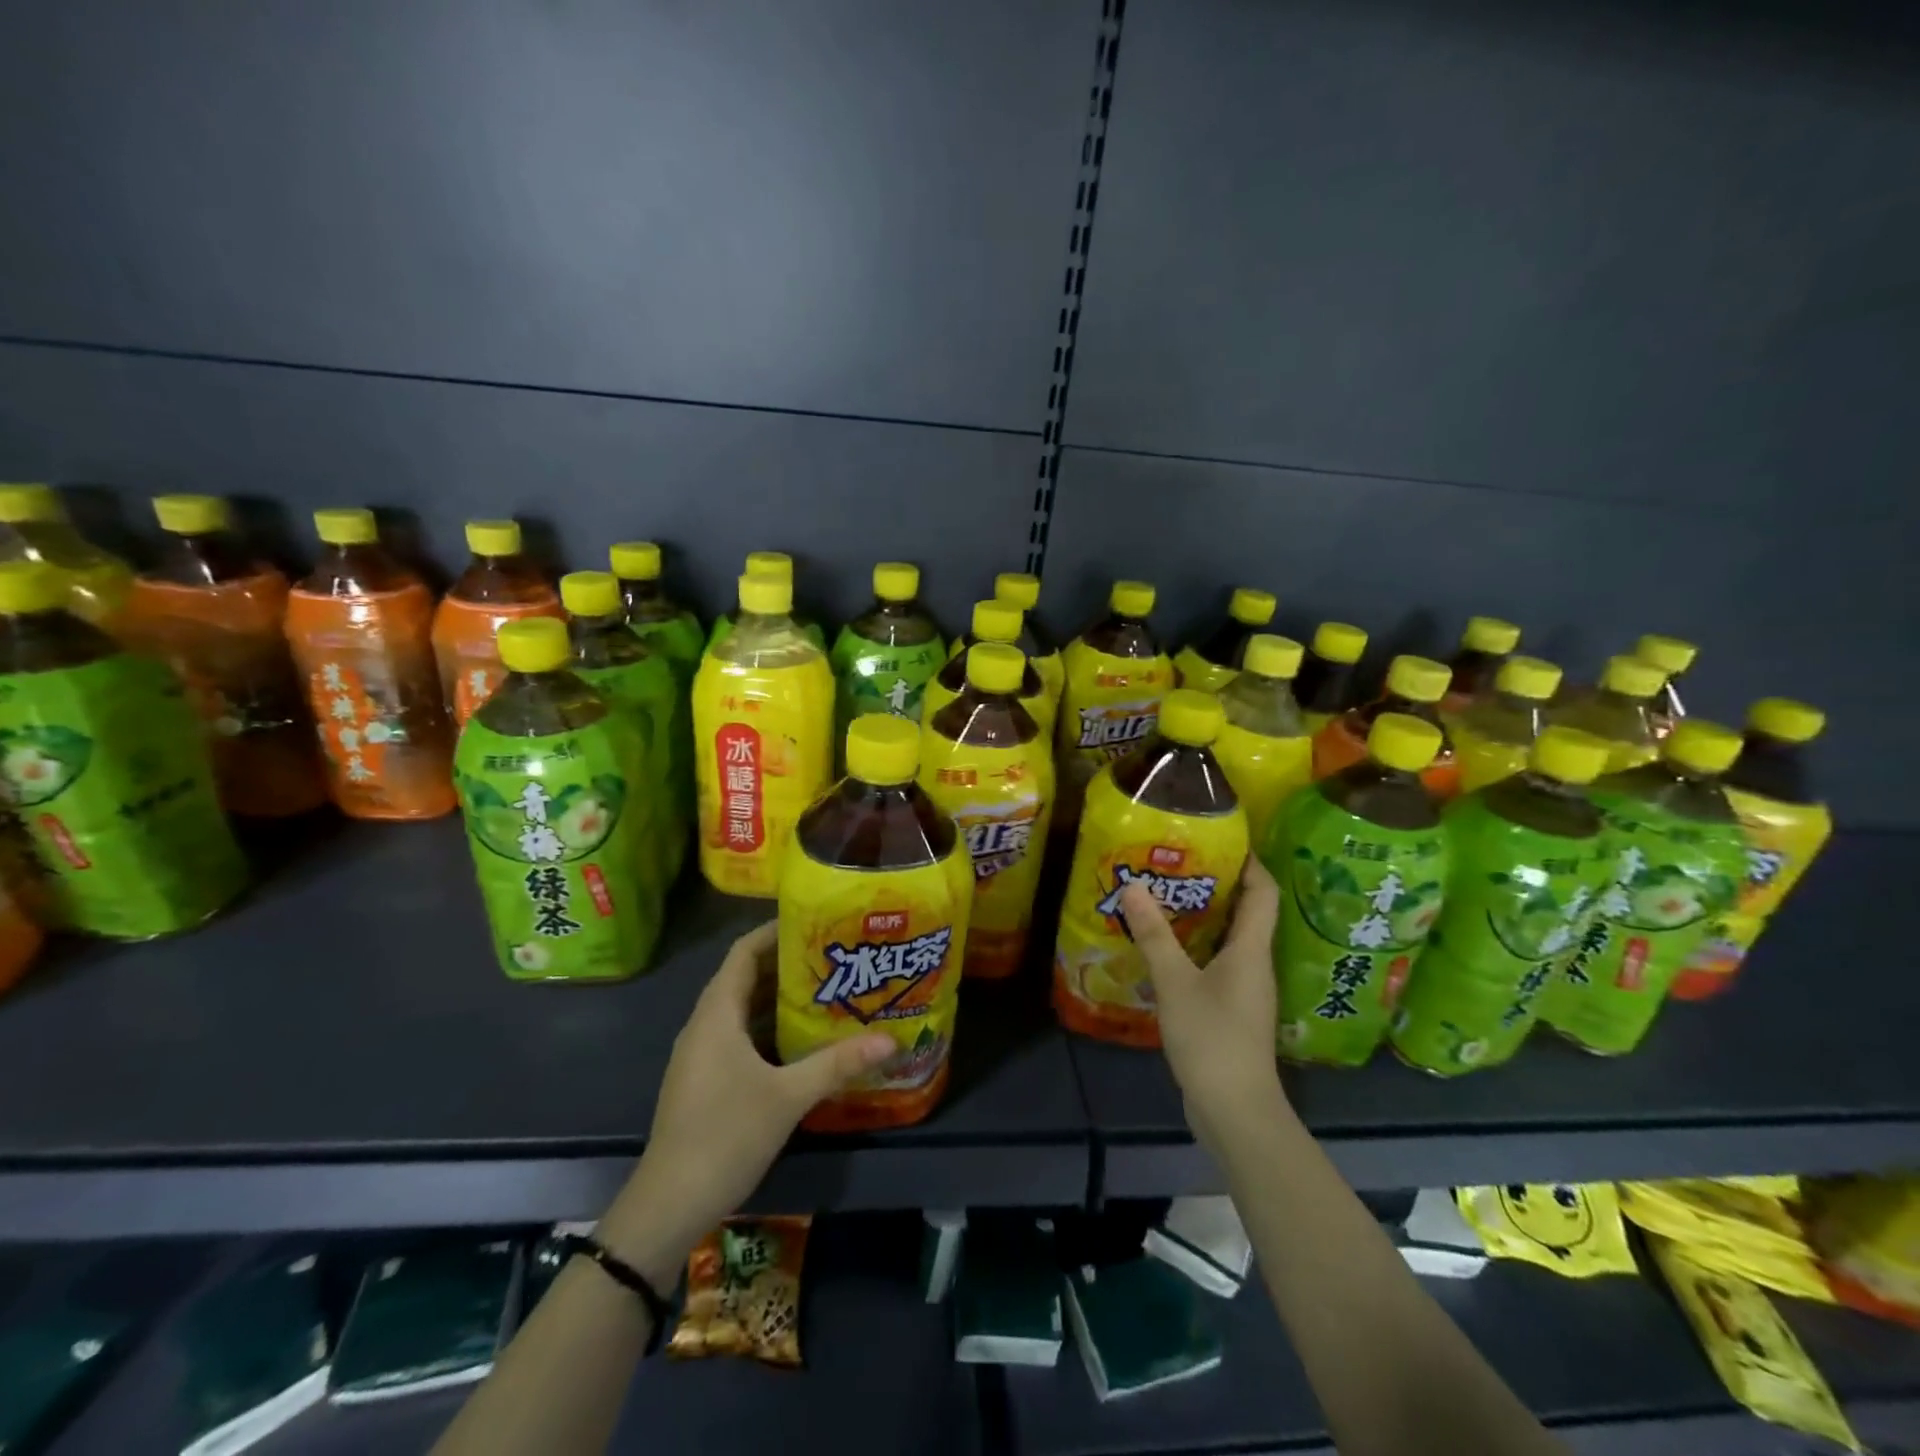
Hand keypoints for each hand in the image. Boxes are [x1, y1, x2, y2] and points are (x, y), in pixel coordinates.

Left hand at [598, 922, 892, 1285]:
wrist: (669, 1205)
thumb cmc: (726, 1135)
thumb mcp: (788, 1096)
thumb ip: (838, 1064)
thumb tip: (891, 1039)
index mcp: (717, 1014)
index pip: (743, 952)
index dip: (774, 932)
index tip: (815, 922)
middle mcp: (705, 1025)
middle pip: (745, 977)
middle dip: (786, 964)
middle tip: (833, 956)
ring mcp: (701, 1055)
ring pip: (742, 1010)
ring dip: (778, 997)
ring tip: (825, 990)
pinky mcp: (705, 1080)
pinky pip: (739, 1036)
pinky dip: (768, 1027)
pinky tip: (801, 1040)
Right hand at [1120, 855, 1287, 1155]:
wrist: (1236, 1112)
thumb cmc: (1212, 1039)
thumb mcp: (1176, 983)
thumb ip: (1154, 935)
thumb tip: (1133, 885)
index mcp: (1251, 950)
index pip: (1264, 893)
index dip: (1250, 862)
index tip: (1222, 839)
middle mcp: (1254, 964)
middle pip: (1246, 913)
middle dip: (1217, 885)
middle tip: (1177, 864)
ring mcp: (1245, 991)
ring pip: (1229, 940)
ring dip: (1203, 917)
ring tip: (1164, 897)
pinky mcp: (1232, 1011)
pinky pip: (1217, 964)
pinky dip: (1196, 947)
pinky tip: (1165, 948)